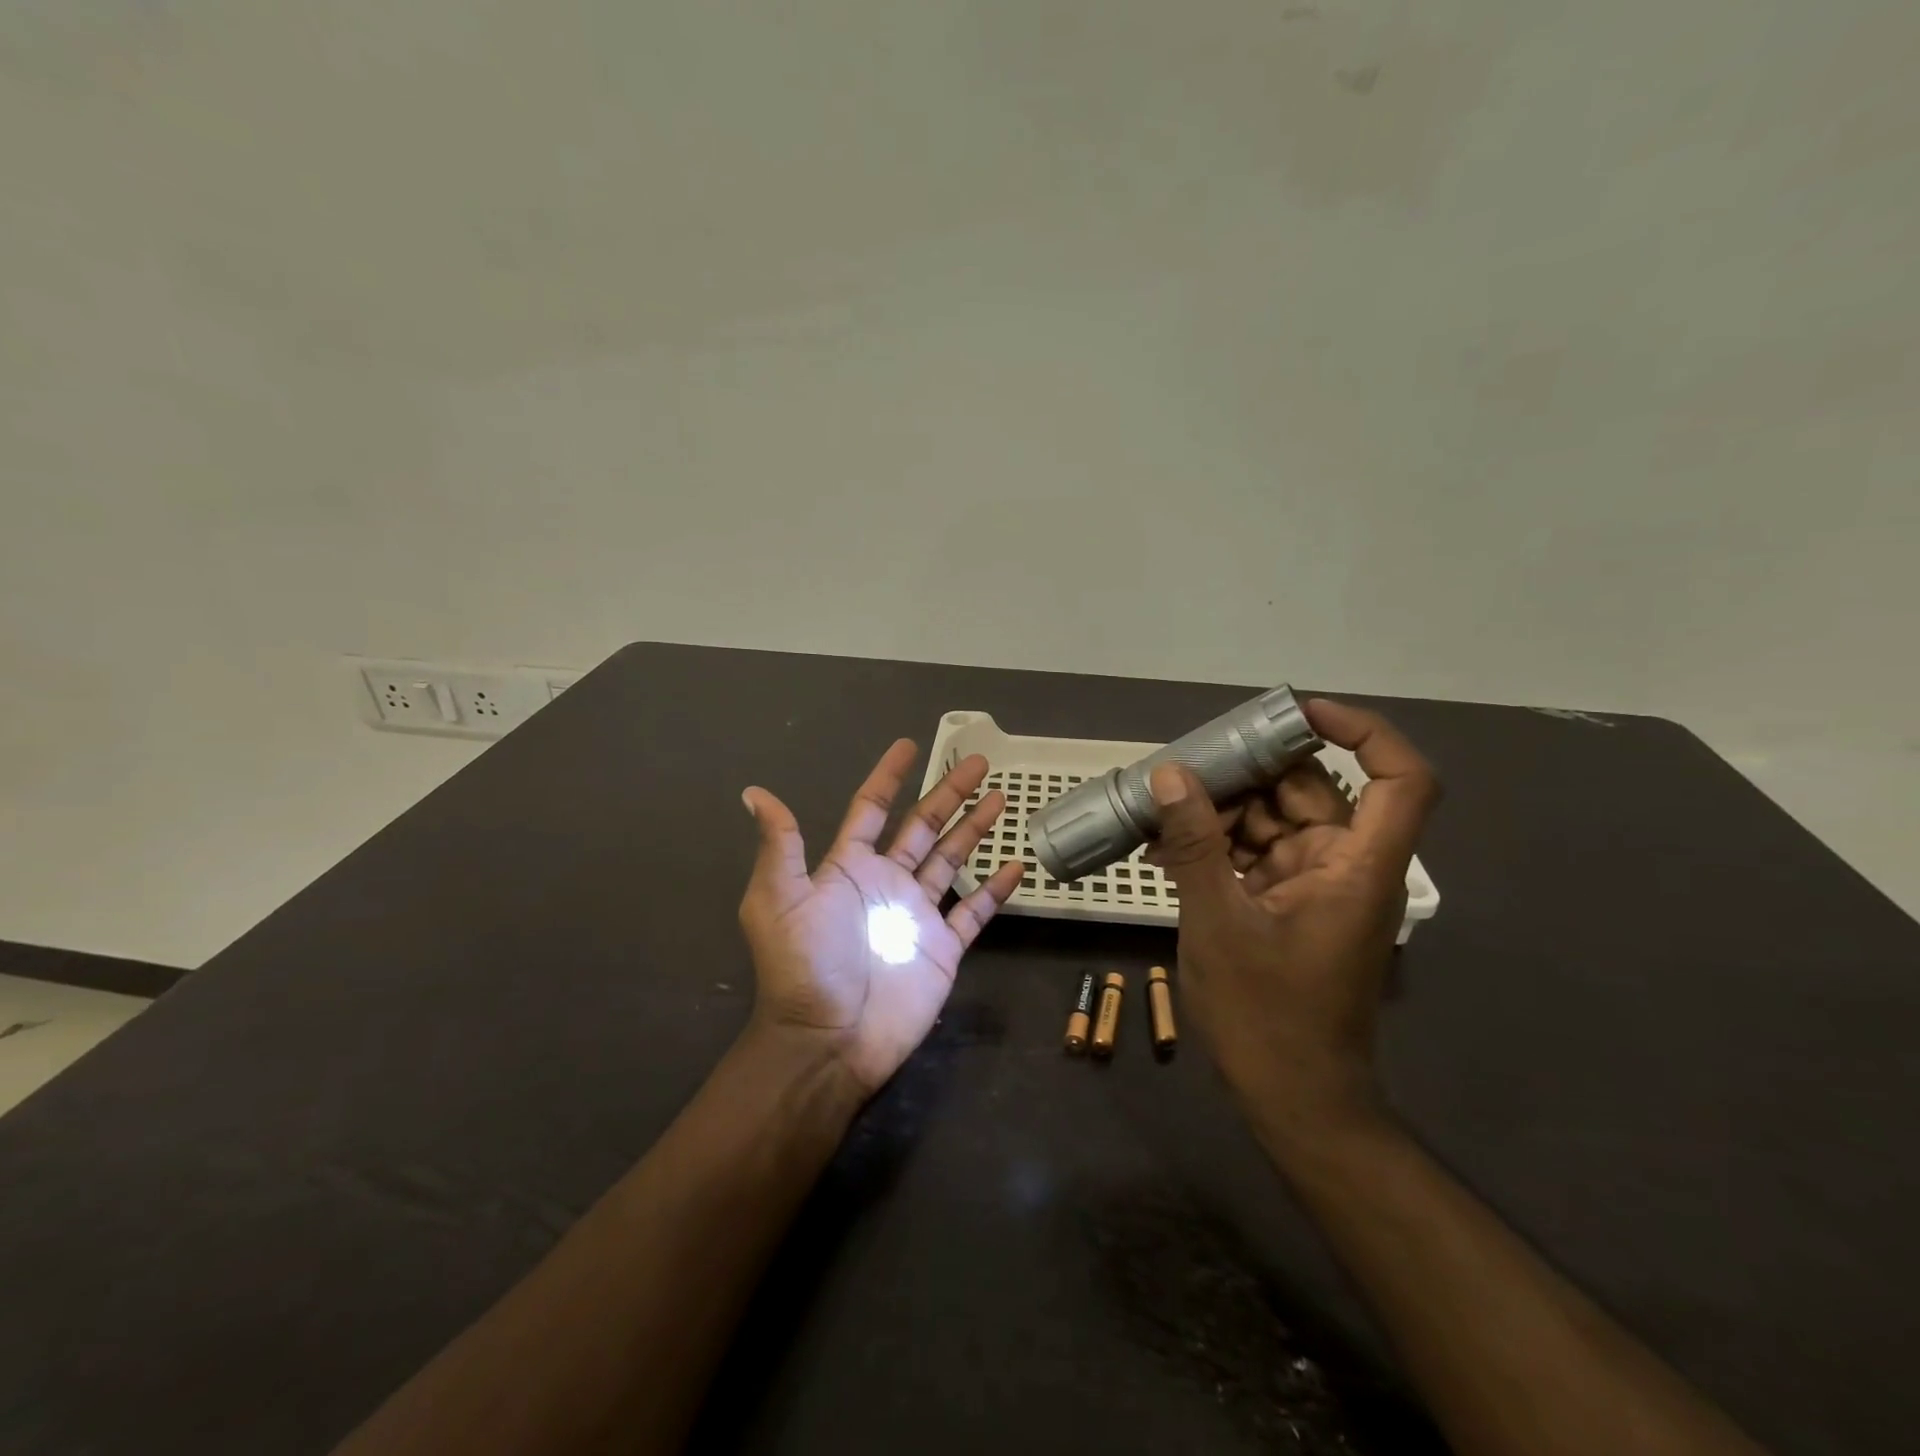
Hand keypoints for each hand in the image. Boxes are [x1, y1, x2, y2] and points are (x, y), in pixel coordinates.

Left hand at [739, 740, 1024, 1095]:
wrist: (829, 1040)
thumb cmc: (805, 965)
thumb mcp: (779, 899)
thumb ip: (780, 845)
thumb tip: (754, 792)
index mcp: (849, 868)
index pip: (872, 809)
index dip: (889, 777)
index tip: (909, 745)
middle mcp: (886, 882)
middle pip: (923, 826)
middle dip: (949, 792)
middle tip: (978, 761)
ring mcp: (918, 914)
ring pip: (952, 859)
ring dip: (975, 828)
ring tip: (1000, 797)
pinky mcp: (943, 946)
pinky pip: (974, 910)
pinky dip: (994, 889)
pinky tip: (1015, 864)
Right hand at [1146, 699, 1439, 1143]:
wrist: (1292, 1099)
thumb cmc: (1267, 1015)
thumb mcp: (1218, 922)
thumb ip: (1195, 844)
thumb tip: (1169, 776)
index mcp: (1357, 867)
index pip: (1401, 779)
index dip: (1361, 732)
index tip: (1297, 713)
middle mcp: (1346, 866)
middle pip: (1313, 791)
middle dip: (1249, 775)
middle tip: (1184, 769)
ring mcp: (1316, 887)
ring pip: (1275, 821)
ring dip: (1221, 812)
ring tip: (1159, 813)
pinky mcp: (1288, 905)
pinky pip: (1256, 854)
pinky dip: (1218, 846)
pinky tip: (1164, 849)